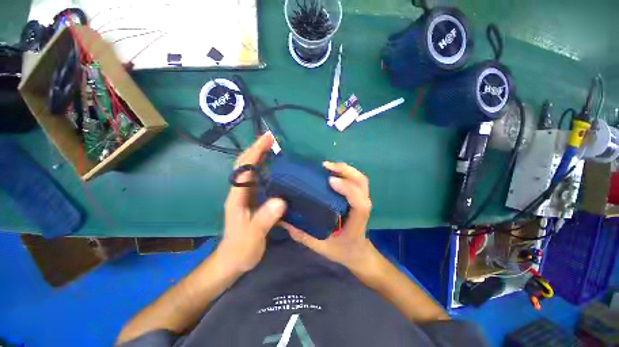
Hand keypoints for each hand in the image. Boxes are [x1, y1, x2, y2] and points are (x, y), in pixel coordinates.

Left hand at [216, 132, 286, 273]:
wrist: (232, 261)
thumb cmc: (241, 249)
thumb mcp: (253, 235)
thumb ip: (265, 218)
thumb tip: (281, 200)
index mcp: (237, 198)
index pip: (245, 169)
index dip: (255, 152)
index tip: (267, 138)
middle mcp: (238, 194)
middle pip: (245, 166)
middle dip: (256, 150)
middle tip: (271, 138)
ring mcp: (243, 199)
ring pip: (249, 173)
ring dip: (259, 158)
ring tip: (274, 149)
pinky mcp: (249, 205)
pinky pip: (256, 183)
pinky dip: (263, 172)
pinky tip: (275, 171)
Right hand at [282, 162, 375, 270]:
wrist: (358, 254)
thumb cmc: (342, 251)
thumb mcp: (321, 248)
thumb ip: (303, 236)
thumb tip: (282, 220)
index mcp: (355, 224)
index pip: (360, 204)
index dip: (348, 189)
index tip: (331, 181)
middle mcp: (362, 210)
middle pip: (362, 184)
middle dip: (346, 171)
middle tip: (324, 166)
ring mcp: (362, 203)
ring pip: (361, 180)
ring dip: (346, 169)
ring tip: (326, 166)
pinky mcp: (359, 199)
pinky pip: (357, 182)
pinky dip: (346, 173)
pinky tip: (330, 173)